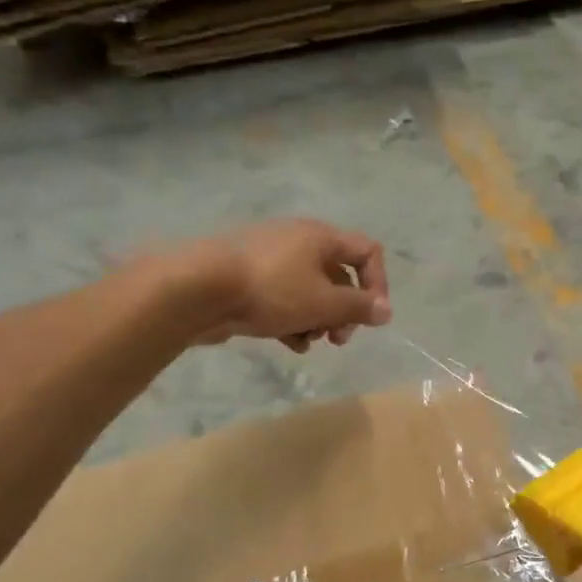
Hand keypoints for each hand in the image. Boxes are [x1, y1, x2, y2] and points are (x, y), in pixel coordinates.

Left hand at [148, 219, 390, 351]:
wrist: (196, 289)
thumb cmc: (271, 290)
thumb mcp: (323, 303)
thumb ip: (359, 308)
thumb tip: (386, 311)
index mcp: (321, 238)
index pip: (367, 251)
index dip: (378, 283)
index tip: (370, 316)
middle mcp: (298, 241)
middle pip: (338, 276)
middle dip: (344, 311)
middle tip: (338, 338)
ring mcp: (271, 260)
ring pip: (310, 291)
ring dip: (319, 320)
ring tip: (309, 342)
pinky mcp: (248, 280)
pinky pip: (283, 299)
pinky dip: (293, 320)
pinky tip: (289, 343)